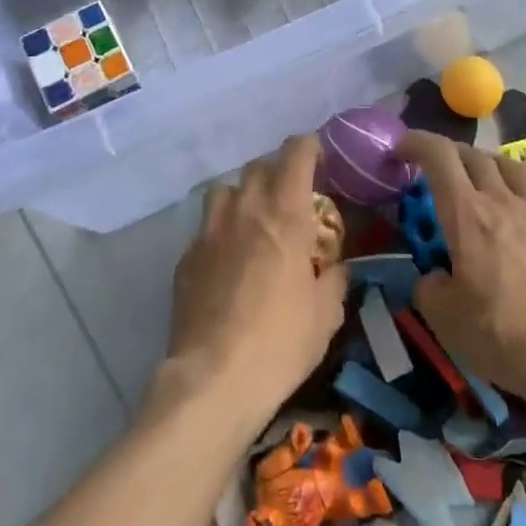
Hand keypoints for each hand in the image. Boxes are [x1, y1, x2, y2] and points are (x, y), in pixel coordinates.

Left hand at [158, 135, 346, 433]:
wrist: (214, 379)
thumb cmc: (281, 342)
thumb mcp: (326, 314)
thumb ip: (335, 279)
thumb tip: (338, 267)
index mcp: (285, 214)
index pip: (296, 153)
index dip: (310, 147)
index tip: (320, 158)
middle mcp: (245, 210)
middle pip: (259, 166)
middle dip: (278, 172)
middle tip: (292, 198)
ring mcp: (210, 231)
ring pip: (226, 190)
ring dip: (244, 195)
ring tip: (255, 222)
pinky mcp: (187, 257)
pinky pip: (206, 228)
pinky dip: (221, 231)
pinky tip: (228, 261)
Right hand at [400, 132, 525, 413]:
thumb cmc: (504, 338)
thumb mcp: (444, 320)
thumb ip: (429, 288)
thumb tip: (433, 277)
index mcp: (466, 216)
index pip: (438, 158)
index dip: (417, 142)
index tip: (402, 147)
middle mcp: (503, 201)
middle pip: (474, 158)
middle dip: (450, 156)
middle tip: (438, 170)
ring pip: (512, 166)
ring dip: (490, 161)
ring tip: (481, 170)